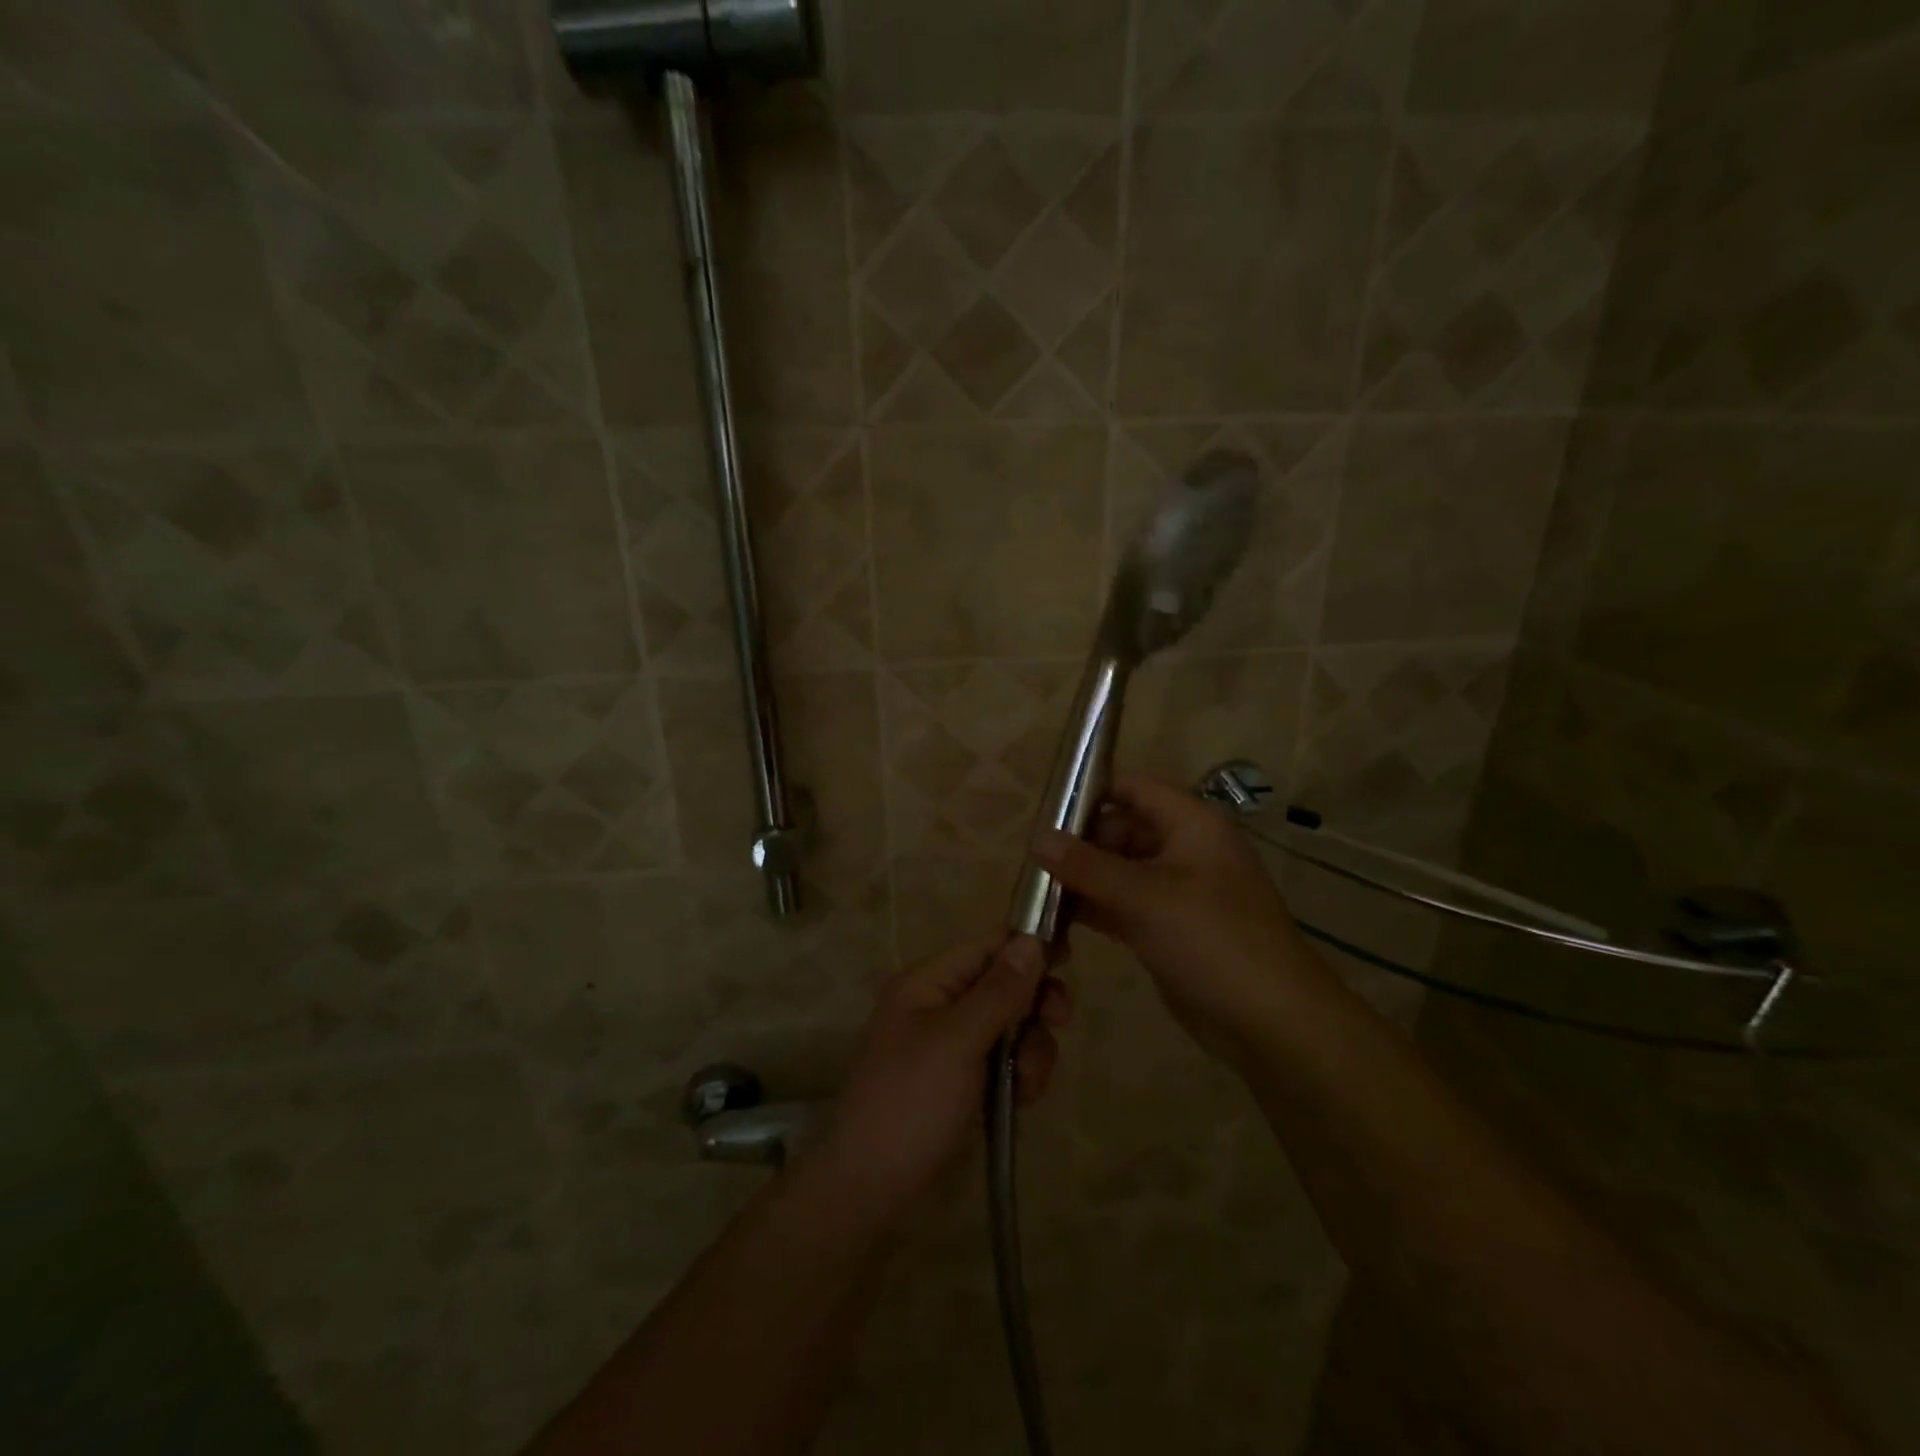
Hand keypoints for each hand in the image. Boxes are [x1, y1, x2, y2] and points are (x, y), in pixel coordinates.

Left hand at [810, 936, 1071, 1227]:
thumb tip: (1031, 940)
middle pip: (1004, 984)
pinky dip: (1020, 1076)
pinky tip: (1020, 1102)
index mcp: (927, 982)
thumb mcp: (958, 1041)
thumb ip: (999, 991)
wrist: (872, 1188)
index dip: (1027, 946)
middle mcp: (940, 1005)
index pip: (986, 945)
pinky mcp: (964, 1080)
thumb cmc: (912, 1102)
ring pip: (1012, 1025)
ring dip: (1032, 1048)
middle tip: (1059, 1022)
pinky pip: (1006, 1061)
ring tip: (1028, 1083)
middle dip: (1034, 1004)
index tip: (1070, 958)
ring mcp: (952, 1045)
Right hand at [1033, 773, 1334, 1072]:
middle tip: (1032, 864)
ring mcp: (1174, 891)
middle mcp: (1182, 849)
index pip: (1132, 787)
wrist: (1272, 1023)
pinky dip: (1092, 910)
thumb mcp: (1147, 897)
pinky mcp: (1166, 928)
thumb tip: (1038, 839)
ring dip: (1080, 880)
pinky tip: (1054, 922)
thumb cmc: (1214, 941)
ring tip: (1034, 894)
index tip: (1044, 813)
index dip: (1089, 792)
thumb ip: (1089, 867)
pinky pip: (1121, 906)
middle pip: (1119, 829)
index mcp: (1190, 824)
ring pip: (1117, 871)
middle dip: (1078, 844)